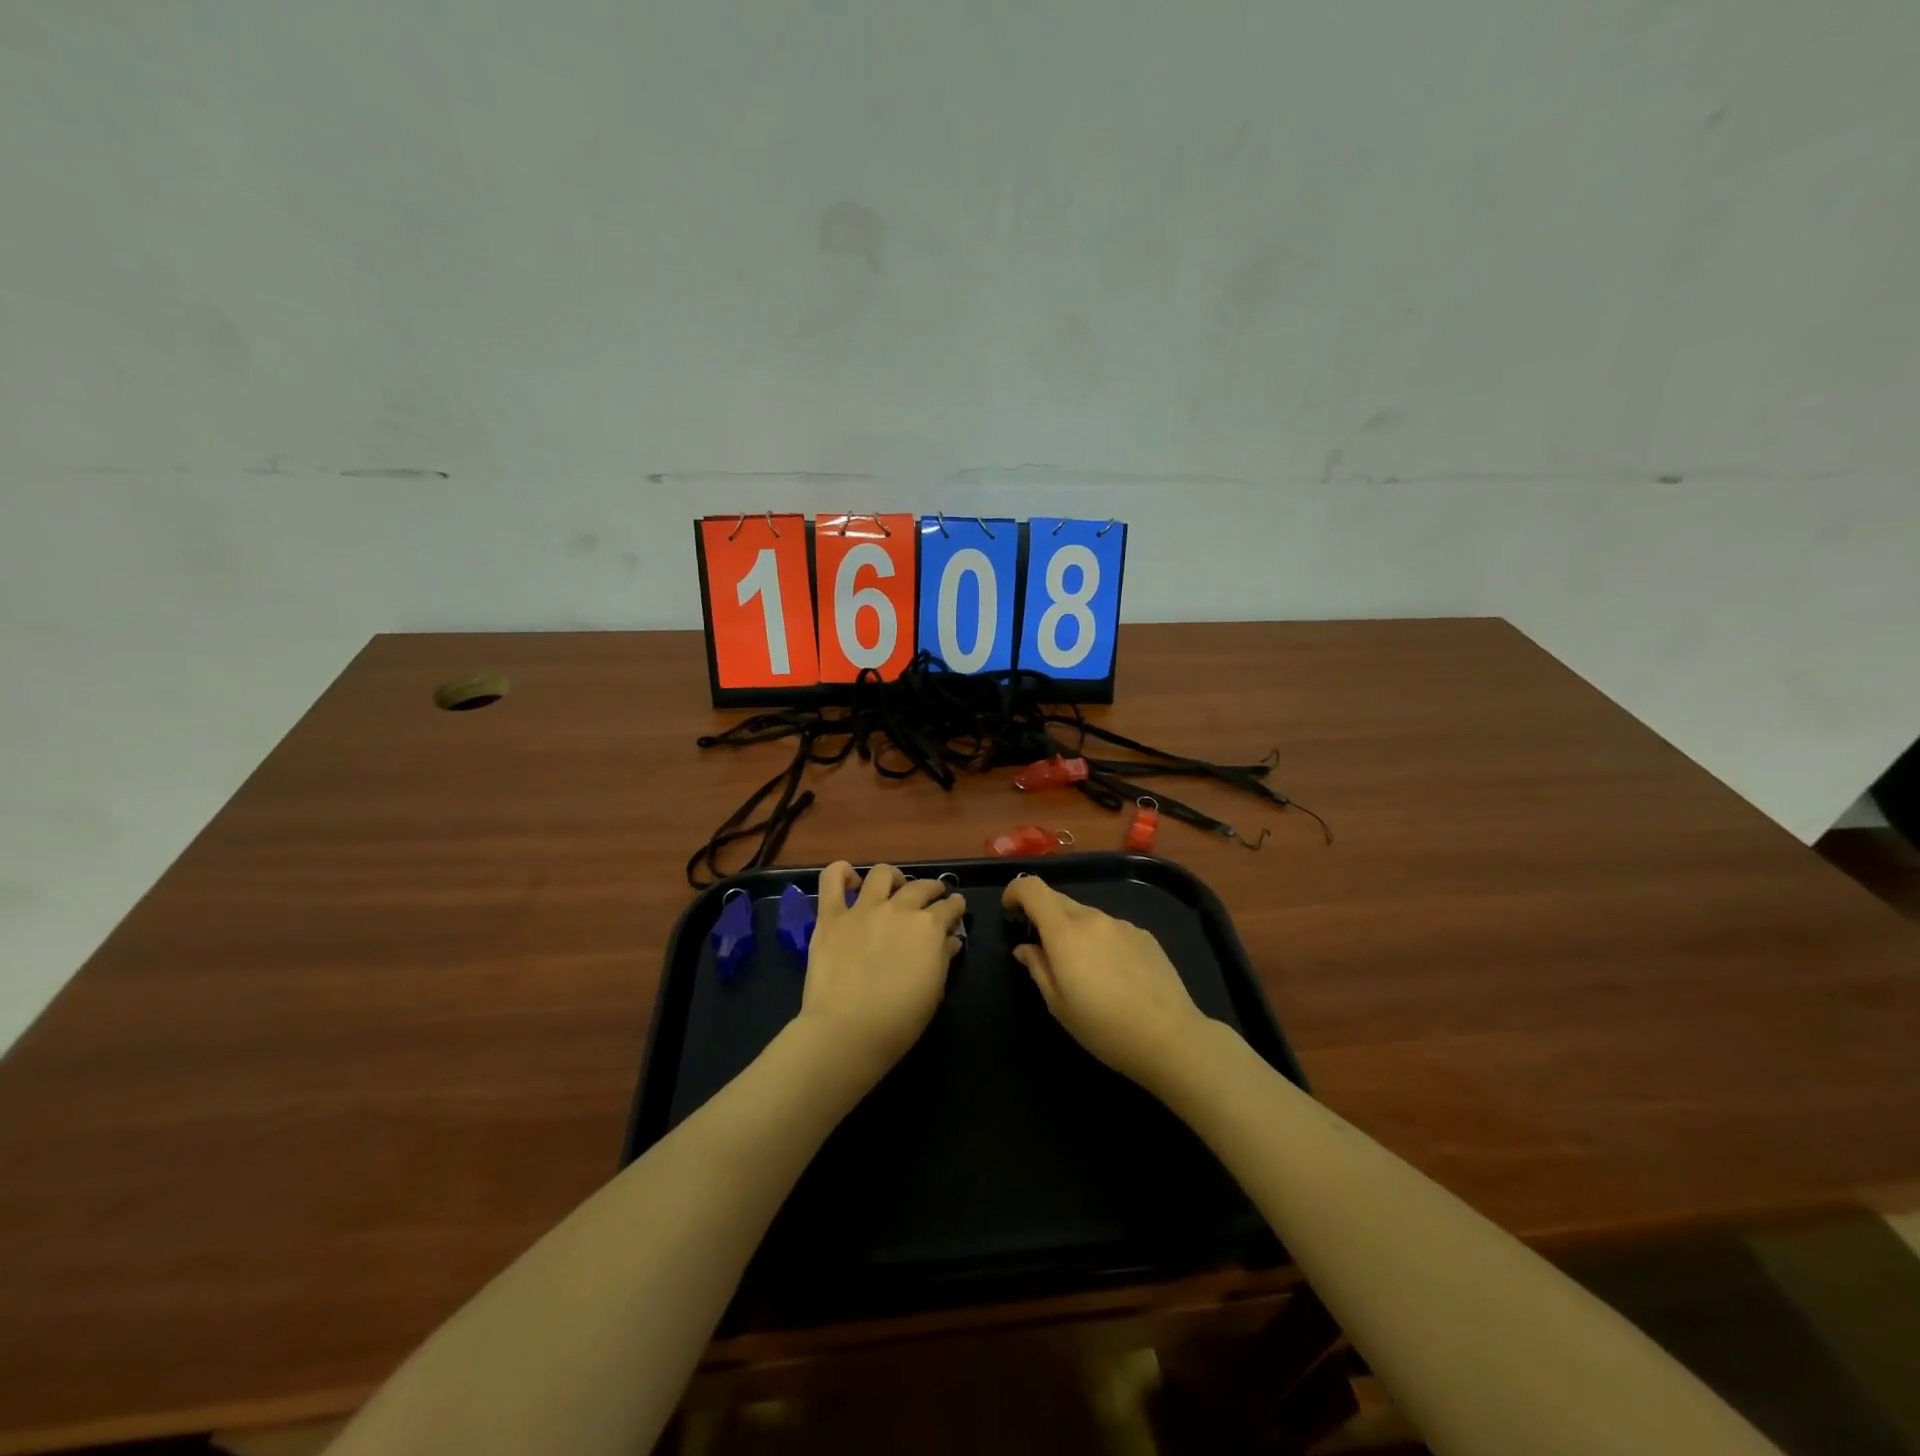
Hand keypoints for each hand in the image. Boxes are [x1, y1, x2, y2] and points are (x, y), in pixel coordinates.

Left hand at [796, 862, 965, 1084]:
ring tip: (893, 887)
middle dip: (931, 889)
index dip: (955, 906)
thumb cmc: (898, 1020)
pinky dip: (841, 873)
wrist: (847, 1030)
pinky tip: (850, 879)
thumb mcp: (934, 991)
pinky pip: (832, 881)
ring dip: (893, 877)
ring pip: (882, 874)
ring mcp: (863, 909)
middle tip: (932, 897)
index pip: (949, 907)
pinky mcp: (831, 917)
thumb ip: (943, 958)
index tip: (955, 908)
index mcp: (928, 927)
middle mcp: (899, 909)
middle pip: (920, 886)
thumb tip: (950, 940)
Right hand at [1002, 874, 1213, 1095]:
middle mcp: (1092, 919)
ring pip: (1086, 916)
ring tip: (1083, 970)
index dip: (1015, 892)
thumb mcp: (1058, 1005)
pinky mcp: (1144, 935)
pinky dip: (1100, 941)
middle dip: (1042, 915)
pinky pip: (1111, 929)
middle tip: (1042, 948)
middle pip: (1058, 899)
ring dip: (1074, 931)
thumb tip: (1026, 948)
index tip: (1010, 912)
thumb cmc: (1105, 1028)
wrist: (1170, 1037)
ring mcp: (1122, 924)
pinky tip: (1114, 975)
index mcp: (1065, 933)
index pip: (1032, 888)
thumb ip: (1038, 968)